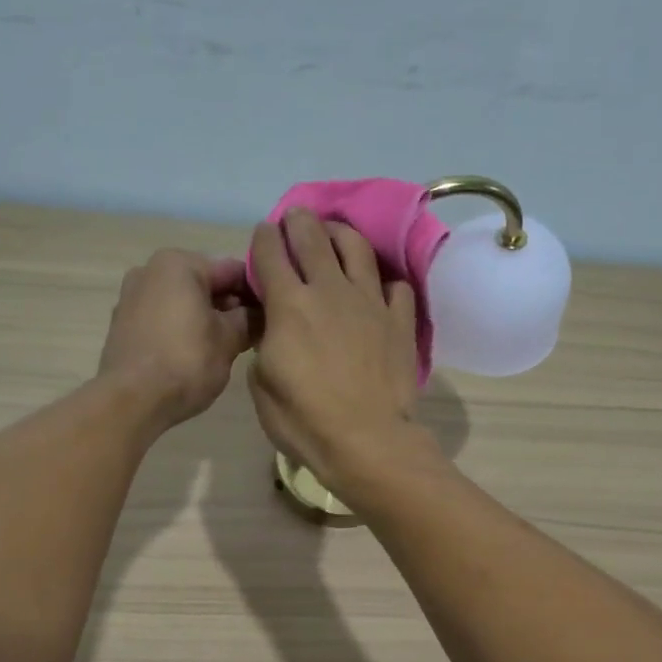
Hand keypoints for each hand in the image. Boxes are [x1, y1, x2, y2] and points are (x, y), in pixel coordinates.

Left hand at [98, 249, 253, 428]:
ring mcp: (131, 297)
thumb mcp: (229, 341)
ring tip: (225, 348)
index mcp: (179, 263)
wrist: (132, 400)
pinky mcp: (122, 325)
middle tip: (252, 335)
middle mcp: (150, 270)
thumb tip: (261, 314)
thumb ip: (249, 320)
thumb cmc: (186, 362)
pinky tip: (195, 355)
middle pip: (205, 283)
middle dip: (230, 307)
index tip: (273, 316)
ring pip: (183, 302)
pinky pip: (163, 318)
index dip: (257, 293)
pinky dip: (182, 329)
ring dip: (206, 318)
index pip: (233, 270)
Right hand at [247, 210, 434, 494]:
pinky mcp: (400, 320)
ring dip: (340, 234)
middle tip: (295, 221)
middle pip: (312, 236)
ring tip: (334, 235)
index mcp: (288, 304)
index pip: (270, 252)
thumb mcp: (262, 386)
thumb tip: (273, 328)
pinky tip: (377, 289)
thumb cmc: (305, 421)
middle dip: (299, 222)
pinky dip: (384, 282)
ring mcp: (370, 302)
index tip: (262, 235)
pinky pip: (395, 286)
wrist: (367, 441)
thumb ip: (264, 345)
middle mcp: (329, 290)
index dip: (263, 238)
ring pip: (356, 248)